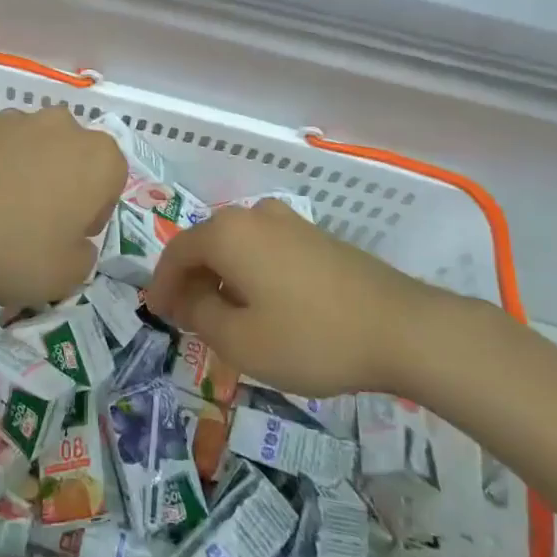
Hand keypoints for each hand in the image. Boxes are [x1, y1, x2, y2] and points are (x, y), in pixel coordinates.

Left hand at [0, 106, 123, 307]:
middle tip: (33, 224)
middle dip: (58, 183)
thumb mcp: (67, 276)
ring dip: (20, 171)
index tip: (68, 238)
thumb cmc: (17, 248)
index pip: (111, 181)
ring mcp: (13, 117)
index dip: (92, 212)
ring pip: (28, 146)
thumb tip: (73, 242)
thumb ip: (83, 255)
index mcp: (98, 157)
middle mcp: (61, 125)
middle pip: (69, 155)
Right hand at [143, 199, 446, 396]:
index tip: (156, 314)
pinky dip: (250, 274)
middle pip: (206, 245)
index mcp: (228, 232)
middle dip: (191, 281)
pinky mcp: (315, 237)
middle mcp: (253, 215)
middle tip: (185, 319)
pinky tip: (261, 306)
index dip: (161, 284)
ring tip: (222, 317)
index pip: (177, 252)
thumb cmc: (311, 337)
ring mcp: (288, 222)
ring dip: (221, 279)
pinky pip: (264, 250)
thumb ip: (201, 316)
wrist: (400, 328)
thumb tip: (187, 298)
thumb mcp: (241, 341)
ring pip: (237, 247)